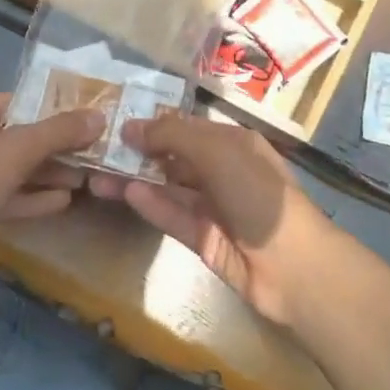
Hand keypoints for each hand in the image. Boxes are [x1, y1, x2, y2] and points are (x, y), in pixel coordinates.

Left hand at [0, 93, 103, 287]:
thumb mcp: (15, 151)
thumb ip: (59, 132)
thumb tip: (100, 116)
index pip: (22, 102)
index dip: (57, 109)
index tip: (93, 119)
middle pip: (22, 137)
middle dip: (58, 146)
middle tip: (97, 152)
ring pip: (17, 169)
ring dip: (50, 173)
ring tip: (88, 177)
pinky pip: (8, 196)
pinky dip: (34, 197)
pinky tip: (65, 201)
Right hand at [89, 114, 345, 325]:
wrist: (294, 266)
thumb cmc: (258, 195)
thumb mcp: (217, 152)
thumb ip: (173, 135)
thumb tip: (131, 126)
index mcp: (234, 143)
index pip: (187, 127)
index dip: (153, 124)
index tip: (114, 123)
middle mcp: (224, 171)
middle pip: (174, 157)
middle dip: (138, 153)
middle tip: (96, 151)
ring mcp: (214, 207)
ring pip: (168, 188)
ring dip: (135, 180)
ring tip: (95, 175)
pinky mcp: (205, 239)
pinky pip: (174, 216)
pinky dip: (152, 204)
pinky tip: (125, 194)